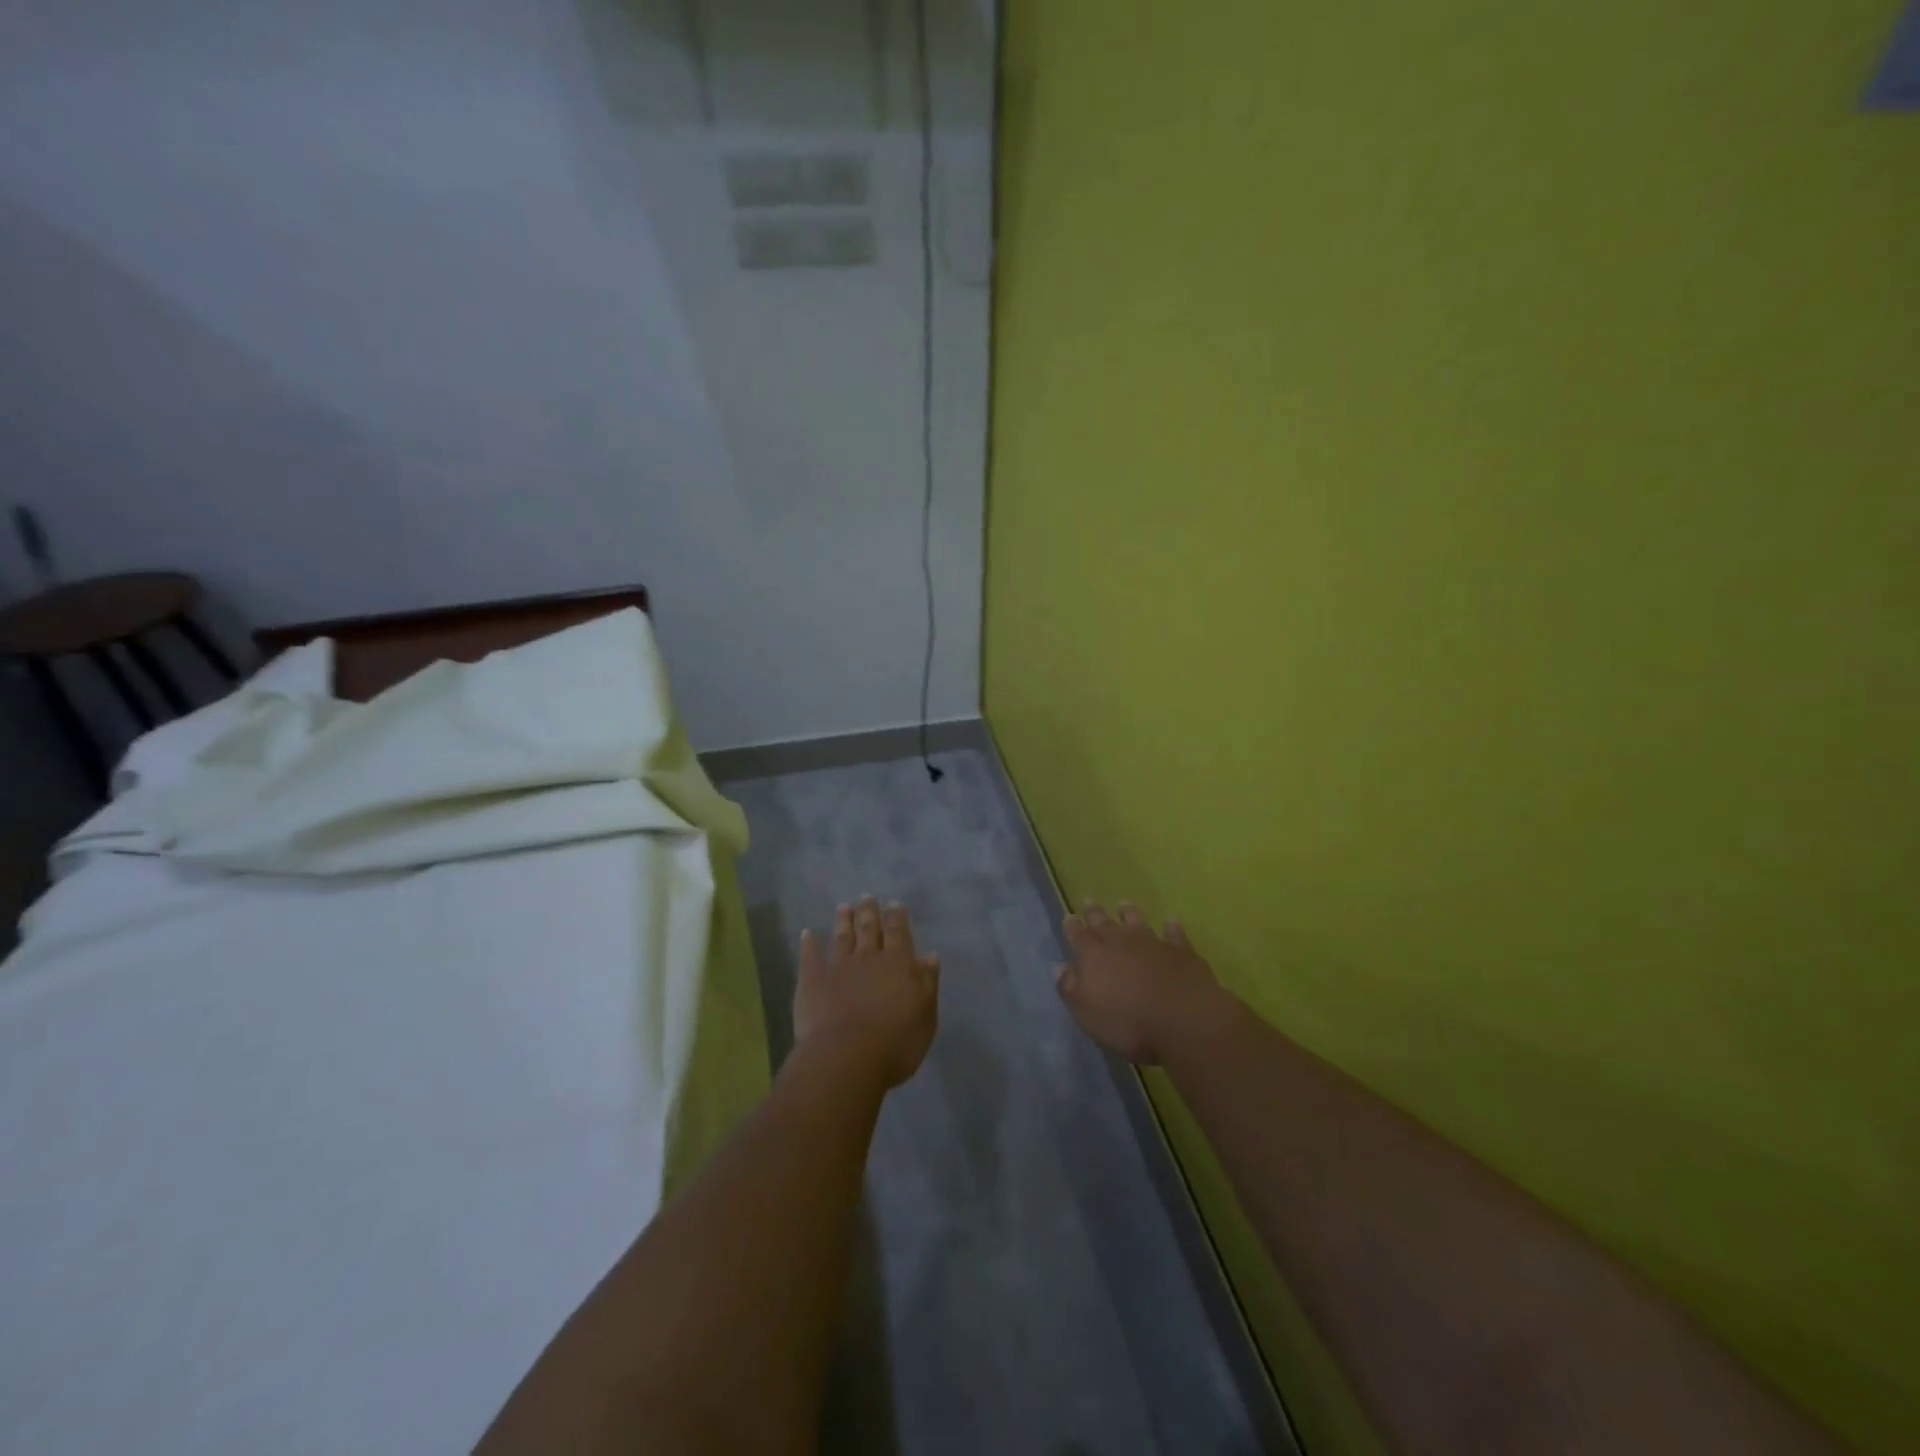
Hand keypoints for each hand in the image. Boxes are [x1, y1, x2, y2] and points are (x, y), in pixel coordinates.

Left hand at [796, 896, 939, 1087]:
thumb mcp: (925, 1015)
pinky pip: (810, 957)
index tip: (895, 903)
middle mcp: (868, 958)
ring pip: (841, 937)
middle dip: (869, 912)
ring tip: (843, 907)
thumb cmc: (895, 1043)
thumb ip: (927, 982)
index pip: (899, 932)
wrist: (847, 1057)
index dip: (897, 917)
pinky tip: (807, 933)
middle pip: (869, 929)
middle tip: (867, 896)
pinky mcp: (812, 981)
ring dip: (843, 921)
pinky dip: (809, 944)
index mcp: (898, 964)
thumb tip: (929, 956)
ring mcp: (837, 967)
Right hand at [1057, 902, 1226, 1064]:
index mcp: (1093, 956)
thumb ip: (1070, 988)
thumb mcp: (1087, 1013)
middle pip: (1104, 922)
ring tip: (1123, 904)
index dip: (1072, 926)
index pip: (1078, 936)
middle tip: (1089, 900)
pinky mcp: (1181, 950)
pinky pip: (1174, 933)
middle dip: (1094, 912)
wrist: (1184, 1019)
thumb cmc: (1128, 1022)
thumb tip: (1060, 967)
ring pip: (1137, 921)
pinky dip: (1171, 927)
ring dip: (1129, 912)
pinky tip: (1170, 921)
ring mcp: (1153, 942)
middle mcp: (1120, 942)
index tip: (1069, 917)